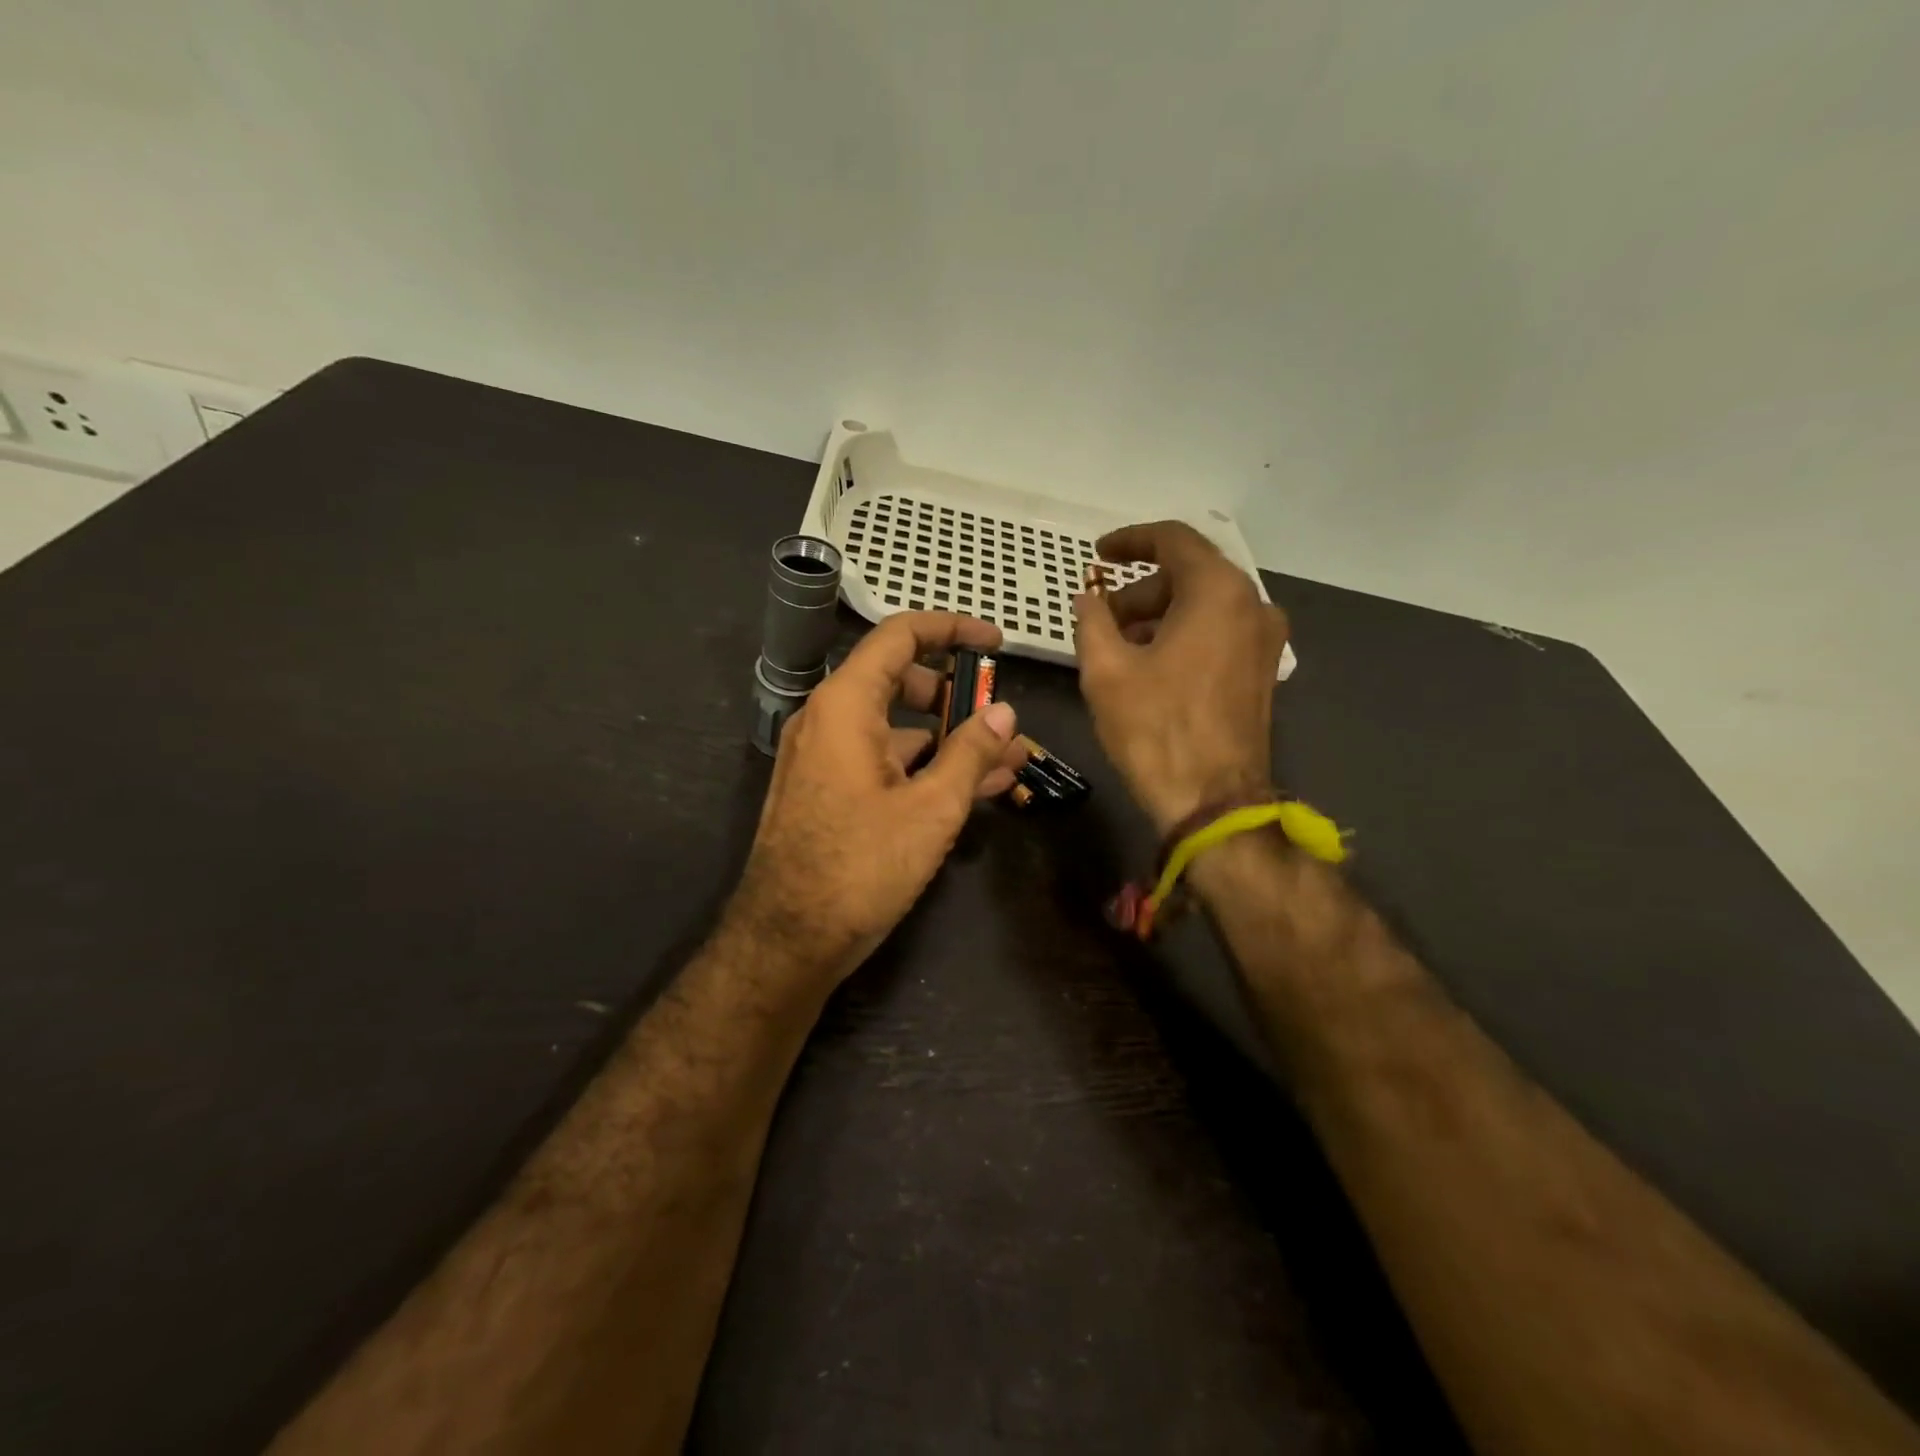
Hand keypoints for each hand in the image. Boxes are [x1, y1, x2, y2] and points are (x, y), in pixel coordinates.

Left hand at [728, 612, 1025, 987]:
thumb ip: (971, 752)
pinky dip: (925, 766)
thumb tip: (1004, 712)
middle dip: (957, 693)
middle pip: (899, 680)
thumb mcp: (931, 808)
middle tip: (1000, 716)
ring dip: (949, 738)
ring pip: (896, 727)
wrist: (787, 940)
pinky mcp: (829, 791)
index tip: (996, 642)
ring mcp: (825, 756)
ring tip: (1005, 761)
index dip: (951, 629)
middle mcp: (829, 719)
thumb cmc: (860, 866)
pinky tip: (971, 789)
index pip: (899, 636)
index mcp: (845, 705)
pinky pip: (884, 760)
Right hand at [1073, 521, 1287, 833]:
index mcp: (1217, 592)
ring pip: (1204, 605)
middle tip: (1100, 618)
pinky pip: (1219, 632)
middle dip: (1140, 590)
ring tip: (1119, 648)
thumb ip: (1092, 621)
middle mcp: (1251, 605)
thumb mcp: (1105, 671)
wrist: (1212, 801)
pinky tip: (1150, 667)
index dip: (1130, 540)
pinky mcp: (1263, 671)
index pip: (1173, 540)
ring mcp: (1265, 640)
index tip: (1098, 555)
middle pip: (1189, 574)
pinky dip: (1183, 635)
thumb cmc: (1155, 729)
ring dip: (1159, 615)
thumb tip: (1088, 598)